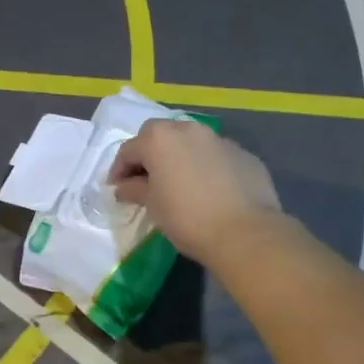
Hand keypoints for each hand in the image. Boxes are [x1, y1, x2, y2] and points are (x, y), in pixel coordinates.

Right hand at [109, 119, 286, 267]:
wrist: (246, 233)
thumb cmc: (187, 218)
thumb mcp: (153, 205)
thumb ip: (134, 189)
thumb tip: (124, 187)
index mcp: (159, 139)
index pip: (129, 150)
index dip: (119, 170)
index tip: (118, 189)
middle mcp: (188, 130)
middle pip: (159, 136)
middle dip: (149, 154)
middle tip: (147, 180)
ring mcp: (219, 139)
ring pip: (190, 142)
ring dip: (179, 157)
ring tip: (179, 182)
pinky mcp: (244, 154)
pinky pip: (215, 156)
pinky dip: (206, 166)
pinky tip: (209, 190)